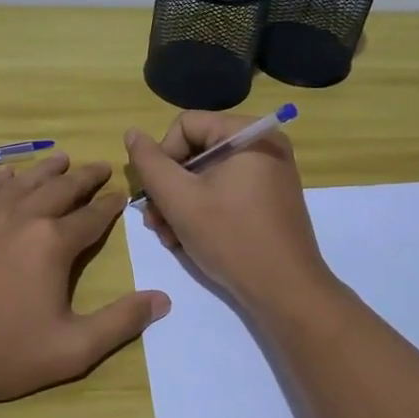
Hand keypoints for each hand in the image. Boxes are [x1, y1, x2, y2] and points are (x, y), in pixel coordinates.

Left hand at [0, 154, 169, 410]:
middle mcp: (21, 219)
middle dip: (84, 177)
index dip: (110, 205)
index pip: (92, 217)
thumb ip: (120, 322)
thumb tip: (163, 299)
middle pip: (60, 189)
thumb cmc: (2, 354)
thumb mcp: (72, 349)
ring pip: (22, 184)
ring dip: (45, 170)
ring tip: (61, 158)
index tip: (121, 195)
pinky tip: (5, 175)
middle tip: (100, 167)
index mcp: (53, 244)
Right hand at [124, 111, 334, 314]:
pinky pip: (225, 192)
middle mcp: (263, 146)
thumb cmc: (231, 238)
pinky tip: (188, 240)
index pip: (185, 126)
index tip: (156, 195)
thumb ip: (150, 163)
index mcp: (248, 134)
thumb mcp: (180, 200)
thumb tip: (132, 133)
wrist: (286, 292)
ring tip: (169, 237)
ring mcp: (268, 174)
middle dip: (169, 188)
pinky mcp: (268, 199)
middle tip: (156, 222)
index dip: (162, 157)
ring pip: (206, 176)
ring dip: (180, 204)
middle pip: (195, 151)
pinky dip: (203, 211)